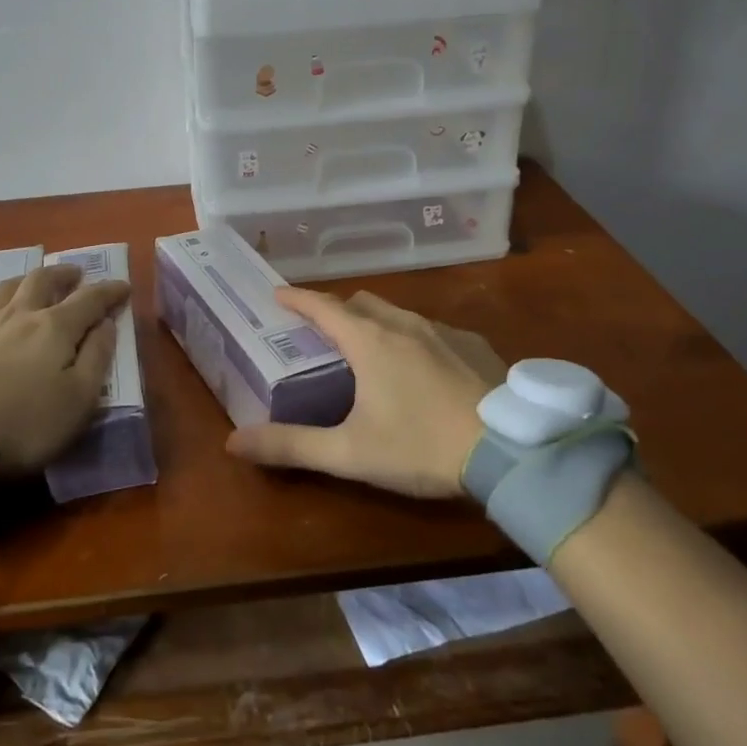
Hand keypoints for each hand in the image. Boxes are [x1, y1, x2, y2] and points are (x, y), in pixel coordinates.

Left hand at [0, 265, 130, 473]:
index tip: (124, 287)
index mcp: (56, 327)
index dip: (109, 291)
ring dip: (25, 280)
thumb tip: (106, 323)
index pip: (90, 299)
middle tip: (76, 275)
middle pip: (44, 279)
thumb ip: (97, 356)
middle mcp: (20, 314)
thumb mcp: (80, 399)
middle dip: (64, 274)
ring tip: (35, 283)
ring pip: (6, 287)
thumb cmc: (27, 425)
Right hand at [226, 288, 497, 497]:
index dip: (297, 298)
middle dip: (338, 309)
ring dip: (377, 321)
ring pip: (399, 313)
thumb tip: (233, 444)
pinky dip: (415, 338)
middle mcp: (403, 324)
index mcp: (369, 341)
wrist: (513, 450)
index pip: (322, 306)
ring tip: (372, 349)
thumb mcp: (350, 453)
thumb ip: (292, 447)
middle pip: (361, 302)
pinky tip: (425, 369)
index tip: (277, 292)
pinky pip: (433, 329)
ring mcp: (443, 330)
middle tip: (324, 331)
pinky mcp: (475, 345)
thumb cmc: (421, 446)